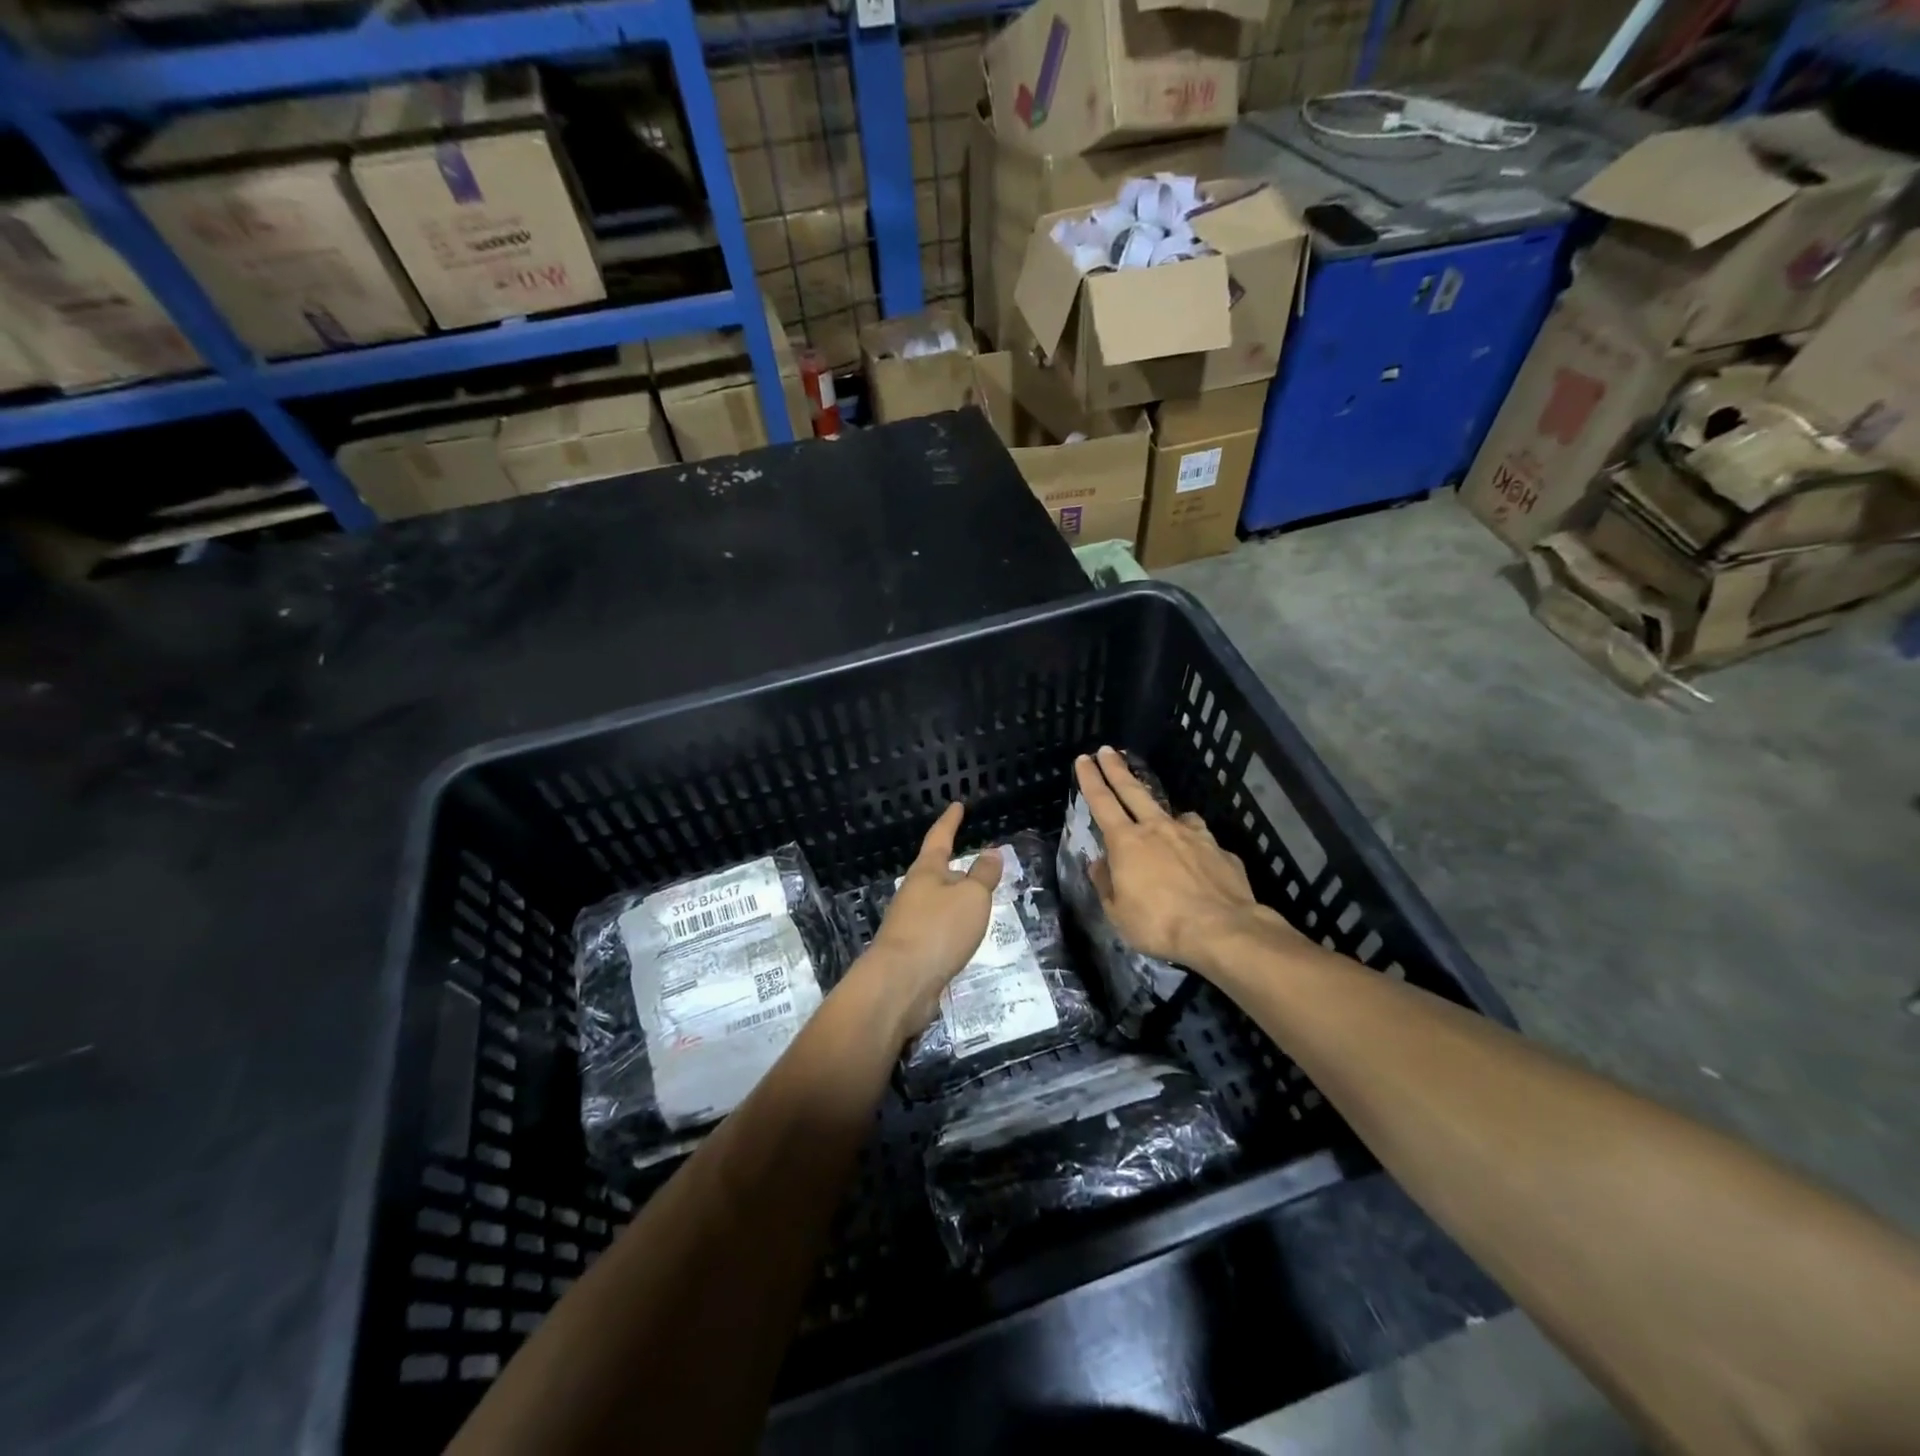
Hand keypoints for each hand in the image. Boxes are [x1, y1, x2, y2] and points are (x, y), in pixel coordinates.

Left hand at [860, 802, 1001, 1042]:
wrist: (900, 983)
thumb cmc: (938, 930)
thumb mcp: (971, 897)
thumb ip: (983, 875)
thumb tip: (990, 852)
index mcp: (926, 871)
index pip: (940, 837)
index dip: (950, 821)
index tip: (957, 806)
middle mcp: (914, 892)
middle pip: (936, 872)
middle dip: (955, 867)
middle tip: (979, 864)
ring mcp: (910, 922)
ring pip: (938, 902)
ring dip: (956, 899)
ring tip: (978, 902)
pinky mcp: (913, 950)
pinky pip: (938, 929)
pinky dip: (953, 926)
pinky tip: (964, 937)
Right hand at [1075, 746, 1293, 972]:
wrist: (1223, 929)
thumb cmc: (1160, 924)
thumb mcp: (1118, 913)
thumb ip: (1106, 884)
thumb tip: (1099, 864)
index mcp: (1127, 842)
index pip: (1102, 802)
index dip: (1090, 780)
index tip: (1083, 759)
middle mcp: (1158, 830)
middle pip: (1133, 791)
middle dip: (1117, 769)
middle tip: (1107, 750)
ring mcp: (1192, 836)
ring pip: (1171, 811)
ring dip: (1158, 807)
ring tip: (1157, 813)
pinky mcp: (1219, 850)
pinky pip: (1199, 836)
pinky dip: (1191, 838)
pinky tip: (1195, 851)